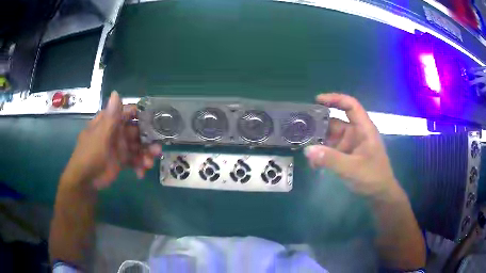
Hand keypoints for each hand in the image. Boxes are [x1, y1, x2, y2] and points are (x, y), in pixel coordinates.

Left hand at [62, 91, 161, 188]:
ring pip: (139, 147)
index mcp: (111, 121)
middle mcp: (117, 132)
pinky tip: (140, 174)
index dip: (142, 115)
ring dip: (146, 154)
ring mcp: (120, 147)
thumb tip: (116, 92)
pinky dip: (140, 166)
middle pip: (138, 131)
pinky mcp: (122, 161)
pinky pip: (135, 160)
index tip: (156, 121)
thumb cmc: (89, 155)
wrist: (85, 181)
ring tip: (149, 164)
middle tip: (157, 149)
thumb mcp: (99, 136)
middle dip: (148, 139)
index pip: (129, 112)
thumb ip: (110, 117)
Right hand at [304, 93, 400, 200]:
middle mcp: (356, 133)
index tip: (317, 100)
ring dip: (319, 143)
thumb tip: (307, 149)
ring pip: (331, 137)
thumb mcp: (353, 168)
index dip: (335, 99)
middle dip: (319, 125)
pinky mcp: (346, 155)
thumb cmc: (373, 177)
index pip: (350, 106)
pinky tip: (314, 165)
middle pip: (336, 122)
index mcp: (363, 129)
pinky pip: (331, 150)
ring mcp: (350, 145)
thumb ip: (331, 159)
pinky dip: (322, 155)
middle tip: (301, 130)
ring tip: (304, 150)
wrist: (379, 194)